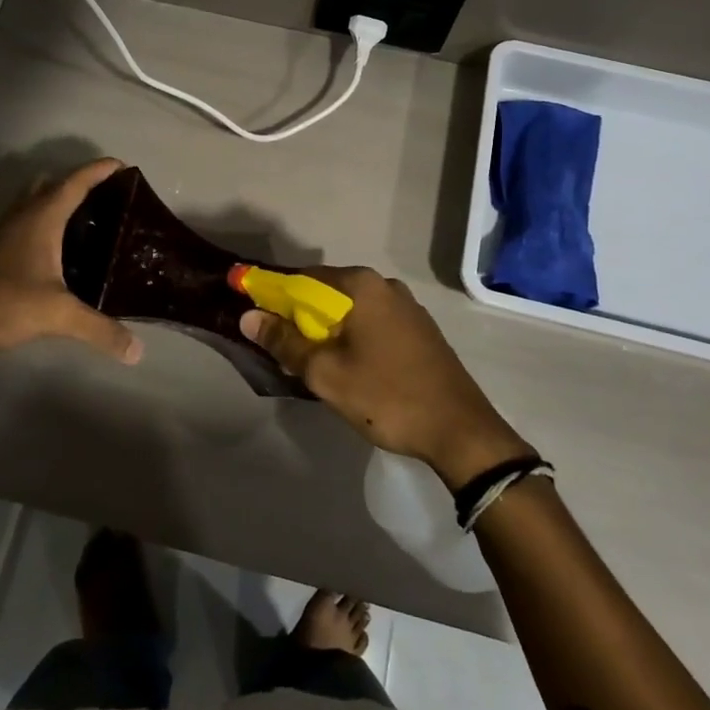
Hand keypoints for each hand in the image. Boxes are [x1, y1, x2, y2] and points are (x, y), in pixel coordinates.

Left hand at [0, 158, 141, 369]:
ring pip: (31, 204)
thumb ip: (99, 329)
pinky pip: (22, 225)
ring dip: (53, 202)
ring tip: (83, 221)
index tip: (122, 165)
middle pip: (49, 185)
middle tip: (104, 197)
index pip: (75, 183)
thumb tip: (138, 351)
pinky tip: (53, 253)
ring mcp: (2, 235)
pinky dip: (40, 226)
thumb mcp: (58, 315)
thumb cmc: (3, 303)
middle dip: (76, 183)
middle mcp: (21, 217)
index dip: (98, 171)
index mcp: (41, 218)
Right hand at [240, 267, 530, 487]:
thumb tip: (248, 316)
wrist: (460, 431)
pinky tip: (347, 365)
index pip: (302, 278)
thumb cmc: (386, 396)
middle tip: (280, 347)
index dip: (273, 294)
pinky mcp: (420, 331)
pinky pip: (372, 323)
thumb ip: (284, 341)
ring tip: (310, 362)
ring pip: (351, 310)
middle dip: (299, 316)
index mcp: (361, 286)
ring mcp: (407, 307)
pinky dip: (351, 336)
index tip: (253, 313)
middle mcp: (385, 286)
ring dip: (326, 329)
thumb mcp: (325, 373)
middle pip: (327, 293)